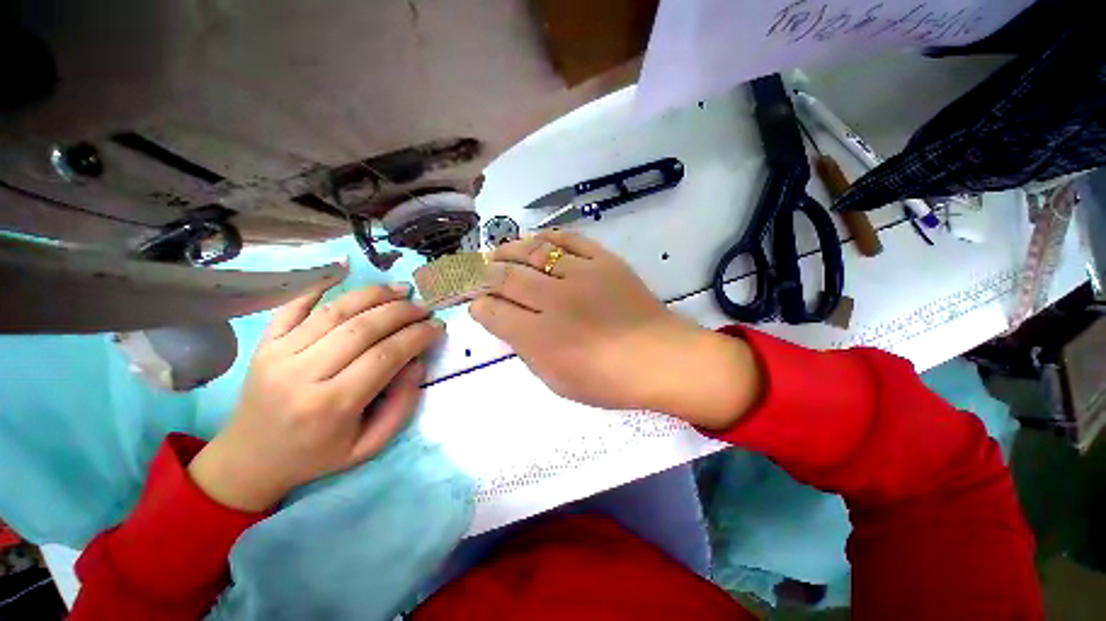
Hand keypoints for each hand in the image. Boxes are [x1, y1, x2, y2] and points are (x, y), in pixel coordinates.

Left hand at [188, 280, 444, 511]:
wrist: (250, 458)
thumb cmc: (317, 455)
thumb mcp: (370, 445)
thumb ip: (402, 405)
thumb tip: (416, 362)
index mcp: (331, 405)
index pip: (385, 356)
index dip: (417, 336)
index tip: (437, 327)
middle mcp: (302, 374)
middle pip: (362, 328)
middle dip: (402, 312)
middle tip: (424, 307)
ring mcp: (278, 354)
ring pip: (335, 311)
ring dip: (374, 294)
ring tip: (401, 289)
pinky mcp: (265, 343)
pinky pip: (294, 304)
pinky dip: (321, 283)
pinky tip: (345, 269)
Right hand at [469, 231, 759, 428]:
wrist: (660, 359)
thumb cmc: (607, 380)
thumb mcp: (556, 380)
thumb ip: (527, 350)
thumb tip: (507, 324)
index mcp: (540, 337)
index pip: (493, 312)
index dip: (478, 306)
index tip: (476, 305)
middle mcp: (555, 300)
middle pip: (506, 277)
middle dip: (483, 273)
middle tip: (476, 272)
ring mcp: (581, 275)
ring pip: (533, 252)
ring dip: (508, 250)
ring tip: (497, 252)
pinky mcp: (605, 261)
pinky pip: (570, 240)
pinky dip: (548, 237)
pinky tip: (535, 240)